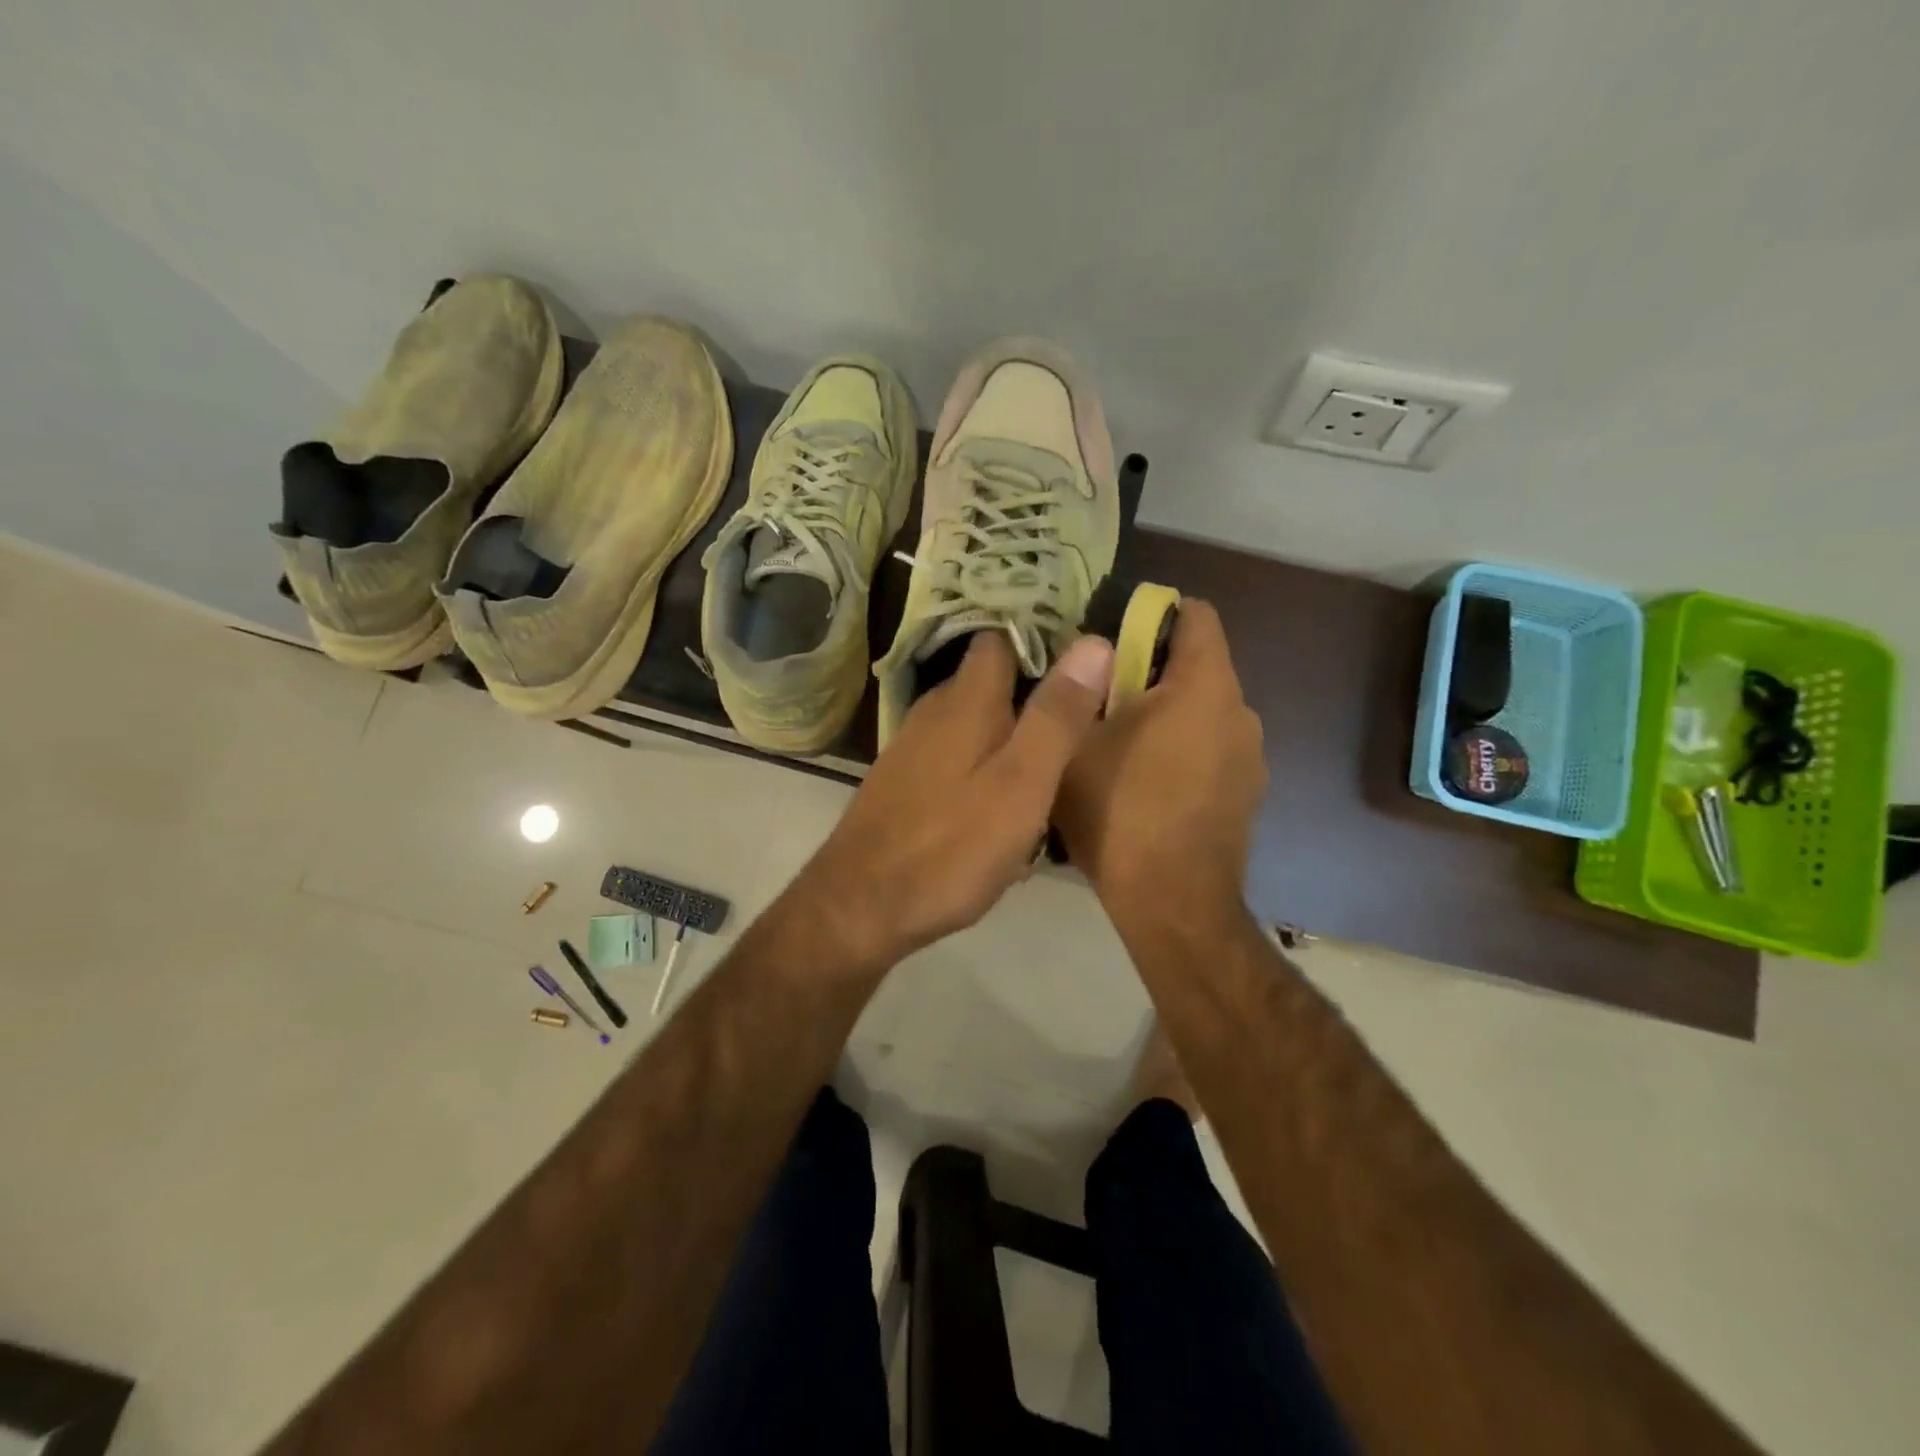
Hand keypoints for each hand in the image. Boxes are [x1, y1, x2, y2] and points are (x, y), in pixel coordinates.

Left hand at [799, 631, 1114, 971]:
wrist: (860, 906)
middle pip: (986, 681)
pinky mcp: (902, 784)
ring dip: (1007, 731)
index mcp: (966, 701)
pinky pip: (954, 757)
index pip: (1000, 639)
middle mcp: (934, 712)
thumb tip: (1095, 642)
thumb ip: (1057, 716)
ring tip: (1050, 756)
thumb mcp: (1021, 784)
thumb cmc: (951, 847)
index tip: (1081, 650)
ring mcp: (912, 748)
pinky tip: (1000, 800)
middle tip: (1079, 709)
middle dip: (1029, 688)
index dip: (1038, 635)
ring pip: (971, 722)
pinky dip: (981, 765)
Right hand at [1054, 600, 1266, 921]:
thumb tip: (1086, 655)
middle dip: (1150, 672)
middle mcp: (1241, 711)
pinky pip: (1212, 750)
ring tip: (1120, 749)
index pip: (1195, 614)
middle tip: (1100, 701)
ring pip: (1203, 712)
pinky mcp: (1248, 794)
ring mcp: (1251, 756)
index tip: (1111, 639)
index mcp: (1205, 686)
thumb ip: (1080, 689)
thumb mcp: (1075, 743)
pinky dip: (1182, 752)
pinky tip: (1148, 788)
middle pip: (1197, 666)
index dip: (1151, 614)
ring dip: (1166, 716)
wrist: (1172, 903)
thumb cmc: (1120, 811)